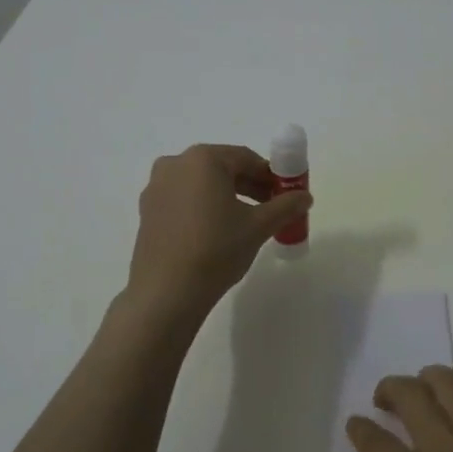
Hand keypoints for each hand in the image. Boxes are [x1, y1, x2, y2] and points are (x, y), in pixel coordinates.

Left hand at [125, 144, 311, 314]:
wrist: (167, 292)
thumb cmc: (216, 249)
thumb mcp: (258, 226)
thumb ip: (285, 206)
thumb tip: (305, 197)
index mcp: (203, 159)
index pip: (246, 158)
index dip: (270, 176)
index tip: (285, 195)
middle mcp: (175, 164)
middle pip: (222, 169)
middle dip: (249, 186)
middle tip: (270, 209)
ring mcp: (156, 188)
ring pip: (201, 185)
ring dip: (227, 197)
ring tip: (246, 223)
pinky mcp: (147, 211)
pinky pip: (183, 200)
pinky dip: (203, 208)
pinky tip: (216, 233)